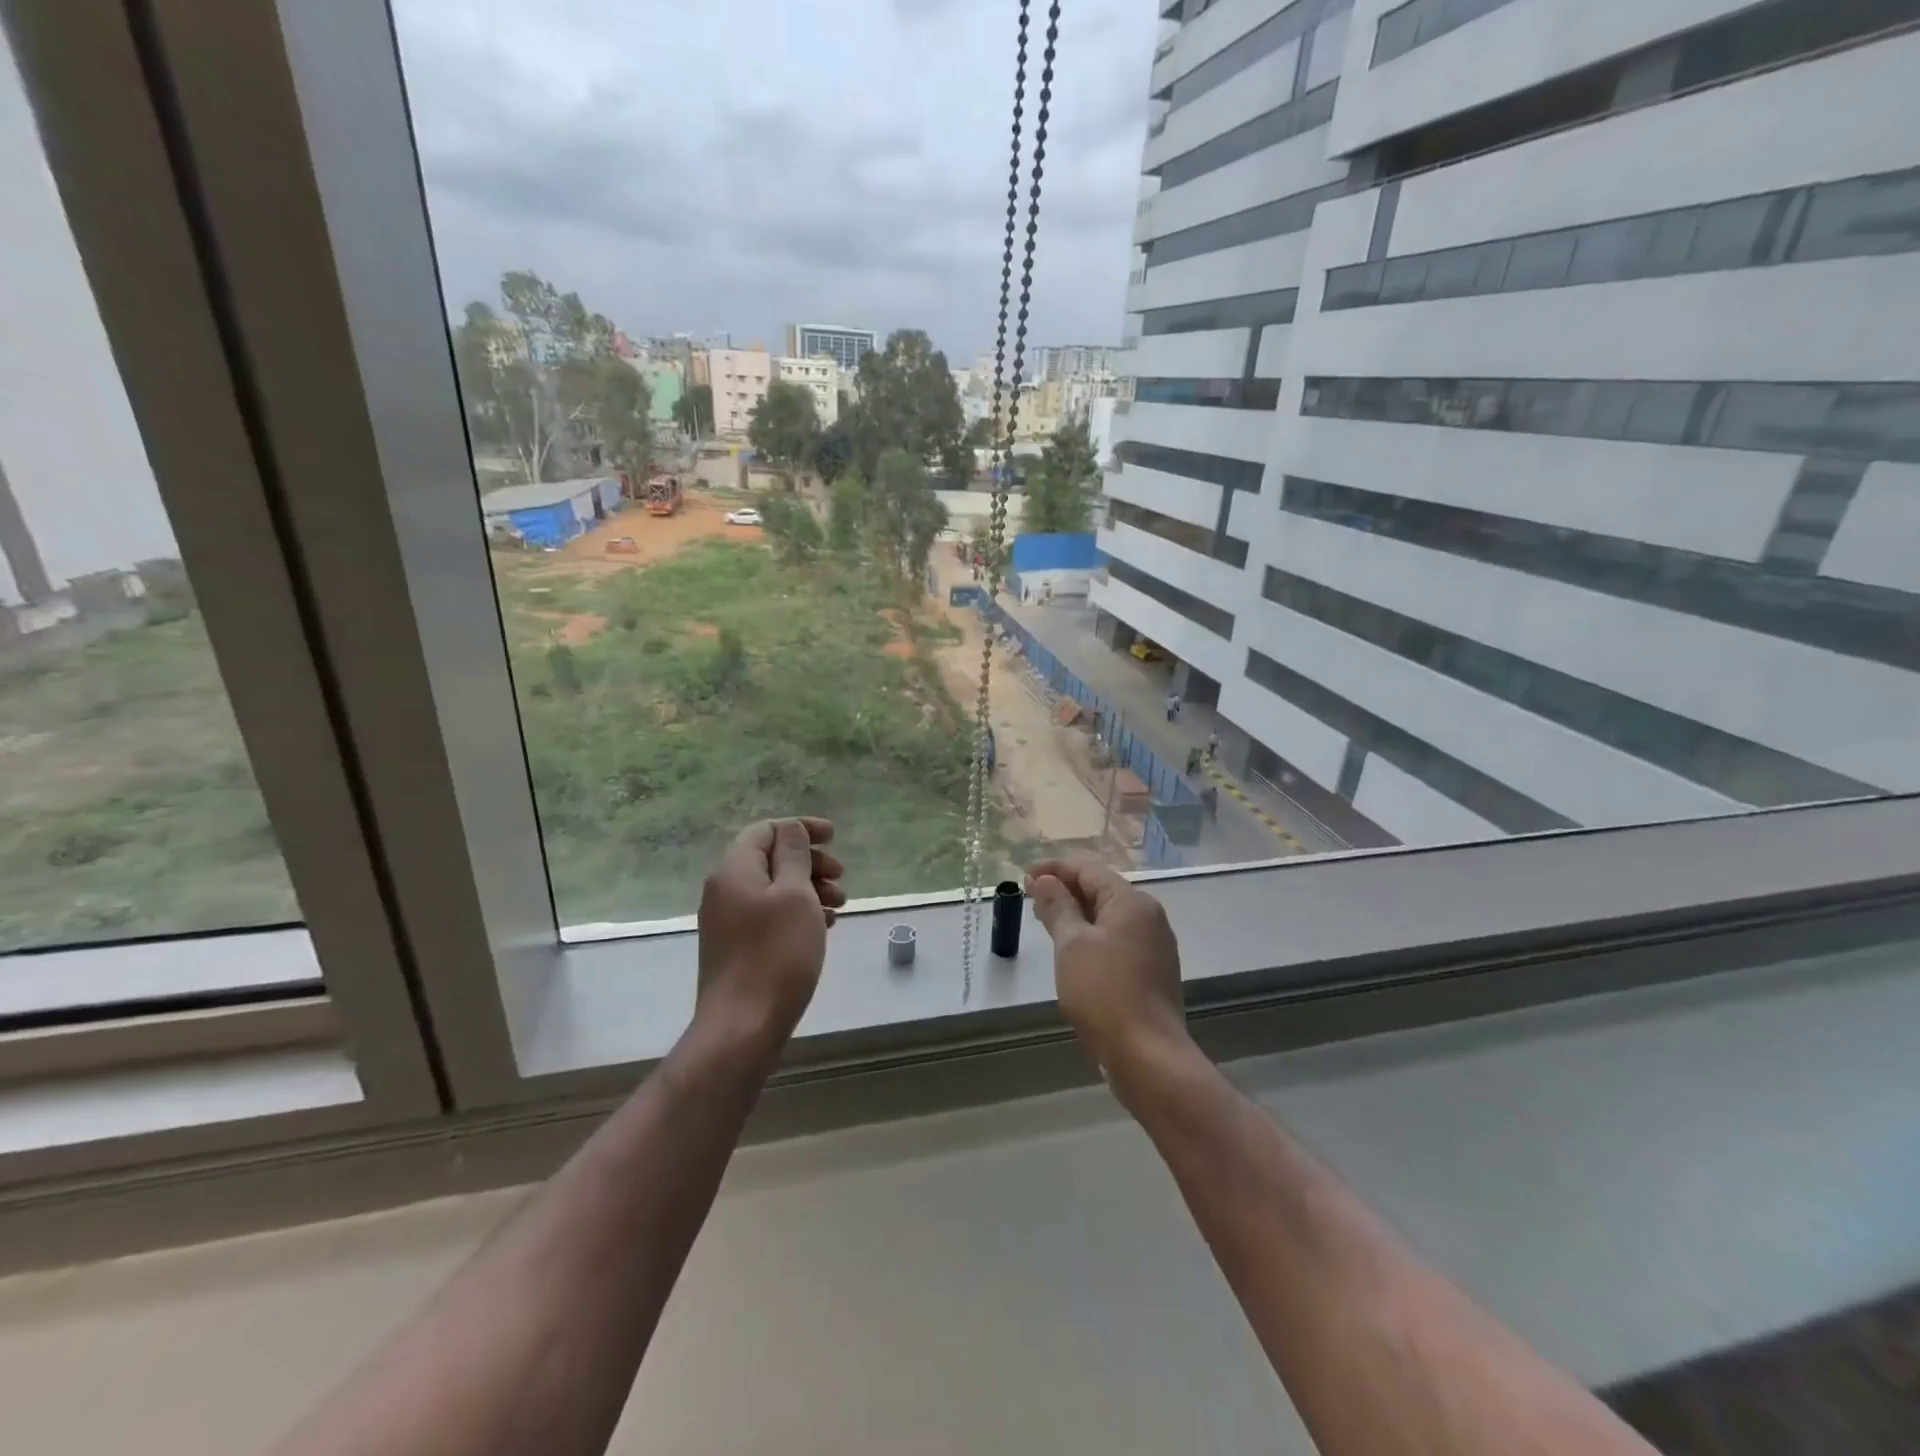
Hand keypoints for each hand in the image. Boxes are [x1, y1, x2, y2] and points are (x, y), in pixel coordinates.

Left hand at [697, 818, 844, 1047]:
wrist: (743, 1026)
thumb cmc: (776, 954)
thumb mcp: (795, 895)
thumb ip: (794, 855)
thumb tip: (790, 829)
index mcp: (734, 870)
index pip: (766, 830)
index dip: (802, 828)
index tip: (835, 838)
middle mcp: (725, 890)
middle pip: (771, 858)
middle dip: (810, 862)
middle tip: (841, 877)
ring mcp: (728, 921)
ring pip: (774, 889)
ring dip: (809, 888)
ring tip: (841, 906)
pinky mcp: (736, 947)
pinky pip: (770, 914)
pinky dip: (798, 912)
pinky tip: (824, 927)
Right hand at [1026, 859, 1189, 1077]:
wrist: (1147, 1055)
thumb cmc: (1104, 992)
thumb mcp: (1072, 944)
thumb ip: (1058, 907)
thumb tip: (1045, 880)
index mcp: (1132, 902)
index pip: (1089, 870)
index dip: (1054, 869)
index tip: (1024, 876)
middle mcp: (1148, 917)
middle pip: (1101, 890)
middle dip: (1064, 890)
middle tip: (1030, 898)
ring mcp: (1154, 945)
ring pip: (1108, 917)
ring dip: (1076, 914)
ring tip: (1045, 921)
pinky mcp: (1151, 971)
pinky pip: (1116, 940)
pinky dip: (1091, 936)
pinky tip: (1071, 950)